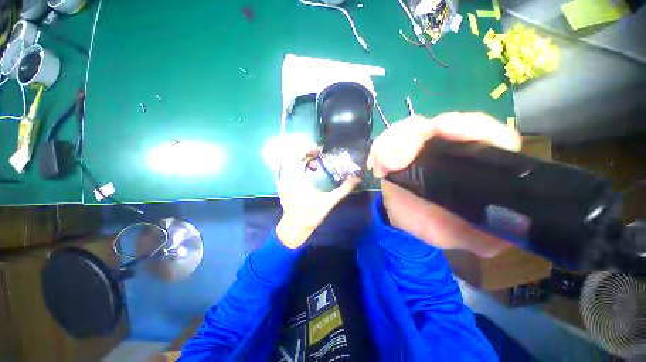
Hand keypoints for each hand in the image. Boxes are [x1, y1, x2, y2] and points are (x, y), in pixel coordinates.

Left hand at [276, 145, 359, 248]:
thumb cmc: (311, 214)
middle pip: (292, 156)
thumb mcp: (329, 201)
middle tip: (318, 156)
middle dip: (305, 153)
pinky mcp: (283, 184)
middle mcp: (287, 177)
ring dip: (301, 159)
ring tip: (315, 165)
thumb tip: (357, 178)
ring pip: (289, 161)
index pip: (296, 155)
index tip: (318, 150)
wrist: (295, 227)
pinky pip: (288, 168)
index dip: (306, 149)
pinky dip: (297, 165)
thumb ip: (344, 189)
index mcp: (297, 179)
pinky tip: (308, 172)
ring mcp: (283, 181)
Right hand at [368, 112, 521, 256]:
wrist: (407, 220)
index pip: (485, 132)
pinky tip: (376, 169)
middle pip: (437, 123)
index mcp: (474, 162)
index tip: (441, 128)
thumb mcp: (468, 235)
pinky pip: (385, 141)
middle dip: (414, 136)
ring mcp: (419, 146)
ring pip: (408, 128)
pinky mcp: (396, 151)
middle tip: (397, 160)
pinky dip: (378, 150)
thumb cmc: (438, 225)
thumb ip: (489, 234)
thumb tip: (507, 228)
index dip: (469, 126)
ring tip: (385, 167)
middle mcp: (448, 147)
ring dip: (391, 143)